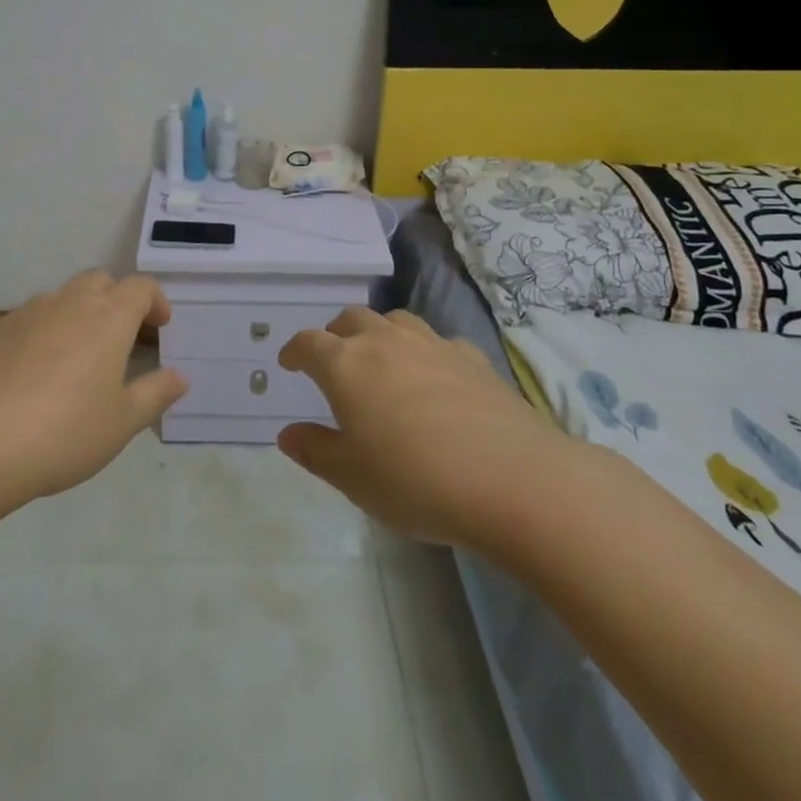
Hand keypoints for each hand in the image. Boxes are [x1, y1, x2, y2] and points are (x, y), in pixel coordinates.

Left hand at [0, 271, 187, 511]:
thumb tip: (180, 376)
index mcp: (108, 317)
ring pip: (63, 296)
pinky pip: (32, 318)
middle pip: (100, 281)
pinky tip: (39, 371)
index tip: (160, 327)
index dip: (155, 301)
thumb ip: (155, 394)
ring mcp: (27, 314)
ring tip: (81, 355)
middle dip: (118, 300)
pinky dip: (47, 330)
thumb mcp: (122, 423)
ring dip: (81, 312)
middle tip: (124, 338)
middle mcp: (69, 303)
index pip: (140, 287)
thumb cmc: (63, 433)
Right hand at [276, 308, 563, 548]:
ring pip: (395, 321)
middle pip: (351, 319)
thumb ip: (315, 451)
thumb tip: (288, 433)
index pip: (309, 343)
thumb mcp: (352, 478)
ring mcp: (432, 345)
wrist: (513, 480)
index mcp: (346, 365)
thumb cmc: (416, 481)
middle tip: (333, 360)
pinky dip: (424, 352)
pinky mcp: (473, 358)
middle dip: (335, 334)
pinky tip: (434, 377)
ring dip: (378, 333)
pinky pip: (437, 342)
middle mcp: (385, 342)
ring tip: (380, 360)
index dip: (294, 351)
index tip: (288, 363)